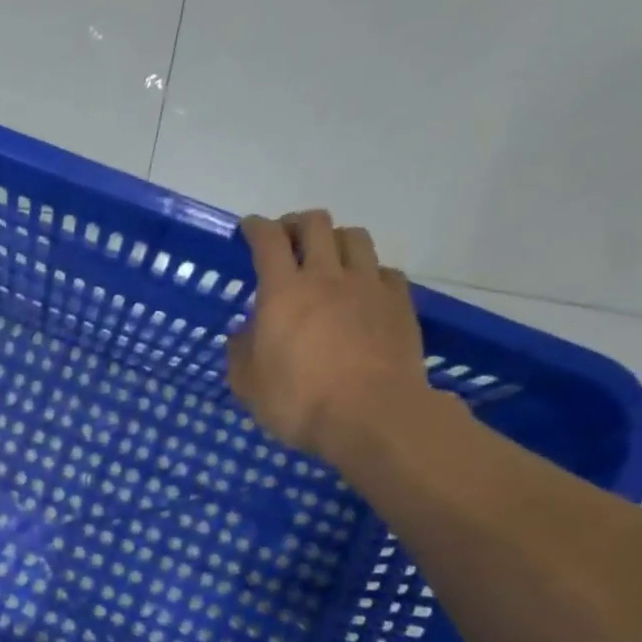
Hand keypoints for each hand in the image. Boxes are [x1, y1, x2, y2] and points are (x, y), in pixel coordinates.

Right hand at [225, 211, 430, 462]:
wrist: (373, 416)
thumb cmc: (299, 402)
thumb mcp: (249, 386)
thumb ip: (241, 352)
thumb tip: (243, 332)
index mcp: (283, 292)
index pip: (268, 240)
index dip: (255, 227)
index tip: (247, 228)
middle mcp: (326, 276)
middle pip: (315, 225)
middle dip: (296, 224)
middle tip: (286, 239)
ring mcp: (368, 286)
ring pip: (354, 238)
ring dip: (335, 240)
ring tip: (327, 258)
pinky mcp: (400, 303)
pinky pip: (385, 270)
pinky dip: (369, 272)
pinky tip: (363, 290)